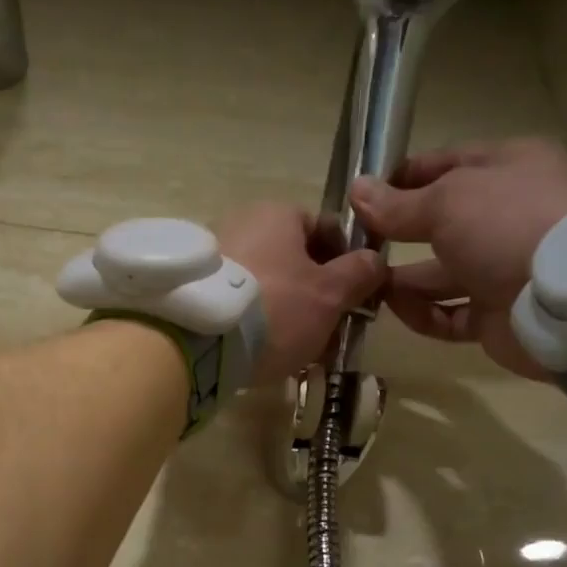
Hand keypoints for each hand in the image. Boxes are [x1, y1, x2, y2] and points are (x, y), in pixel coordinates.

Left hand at [215, 204, 384, 384]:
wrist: (197, 341)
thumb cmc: (276, 308)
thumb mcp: (330, 294)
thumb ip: (359, 274)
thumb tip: (374, 260)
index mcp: (276, 213)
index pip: (323, 229)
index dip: (344, 262)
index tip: (352, 298)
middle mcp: (239, 223)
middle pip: (291, 260)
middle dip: (313, 295)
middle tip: (327, 332)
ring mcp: (210, 257)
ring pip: (265, 285)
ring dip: (285, 313)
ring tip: (297, 351)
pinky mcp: (191, 290)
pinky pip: (236, 303)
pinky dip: (252, 323)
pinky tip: (262, 353)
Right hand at [349, 137, 566, 377]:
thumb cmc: (505, 225)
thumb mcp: (444, 201)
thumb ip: (396, 204)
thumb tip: (356, 191)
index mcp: (507, 169)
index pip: (445, 164)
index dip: (402, 177)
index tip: (360, 194)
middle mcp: (506, 216)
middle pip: (439, 222)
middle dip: (396, 233)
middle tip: (354, 246)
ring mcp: (503, 267)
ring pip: (439, 273)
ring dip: (402, 280)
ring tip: (365, 283)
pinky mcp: (497, 314)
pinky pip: (449, 313)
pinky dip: (422, 313)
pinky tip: (396, 308)